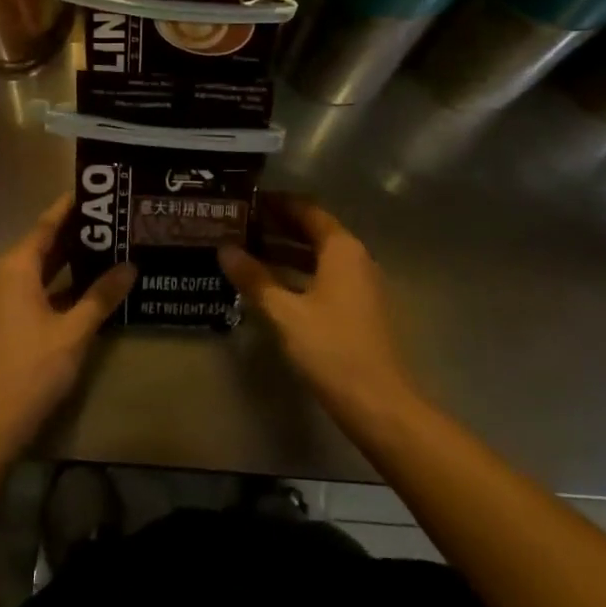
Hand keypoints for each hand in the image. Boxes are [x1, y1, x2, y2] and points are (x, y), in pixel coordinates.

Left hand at [0, 193, 136, 455]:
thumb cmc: (30, 369)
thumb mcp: (74, 332)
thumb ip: (102, 296)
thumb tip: (130, 266)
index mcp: (16, 267)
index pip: (47, 224)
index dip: (71, 207)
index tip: (97, 191)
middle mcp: (2, 277)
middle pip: (43, 245)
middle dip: (76, 235)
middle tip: (113, 221)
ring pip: (39, 271)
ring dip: (69, 263)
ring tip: (107, 250)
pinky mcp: (1, 325)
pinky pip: (33, 292)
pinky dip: (58, 286)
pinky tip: (87, 291)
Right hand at [220, 195, 420, 434]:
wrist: (380, 405)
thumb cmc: (332, 349)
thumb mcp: (285, 313)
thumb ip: (254, 278)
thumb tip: (224, 249)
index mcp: (341, 248)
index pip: (306, 209)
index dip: (276, 203)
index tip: (246, 201)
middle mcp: (355, 257)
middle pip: (313, 231)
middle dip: (277, 227)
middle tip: (240, 225)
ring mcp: (360, 284)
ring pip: (318, 256)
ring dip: (286, 252)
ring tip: (247, 252)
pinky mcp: (359, 309)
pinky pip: (324, 277)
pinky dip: (298, 274)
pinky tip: (271, 287)